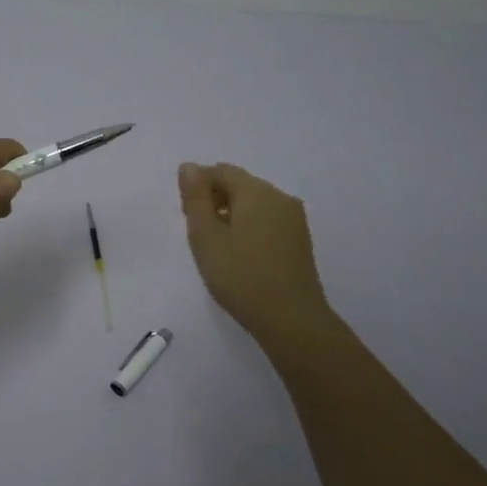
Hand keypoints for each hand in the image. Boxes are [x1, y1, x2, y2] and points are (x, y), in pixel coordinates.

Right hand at [178, 161, 334, 346]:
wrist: (291, 319)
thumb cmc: (240, 276)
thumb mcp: (205, 237)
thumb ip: (195, 198)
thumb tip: (189, 166)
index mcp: (256, 191)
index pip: (221, 171)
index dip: (198, 187)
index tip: (186, 216)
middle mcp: (279, 197)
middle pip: (240, 185)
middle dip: (215, 199)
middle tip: (198, 233)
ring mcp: (294, 218)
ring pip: (255, 203)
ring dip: (232, 214)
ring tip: (218, 247)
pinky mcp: (300, 239)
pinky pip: (268, 220)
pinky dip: (249, 227)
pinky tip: (241, 254)